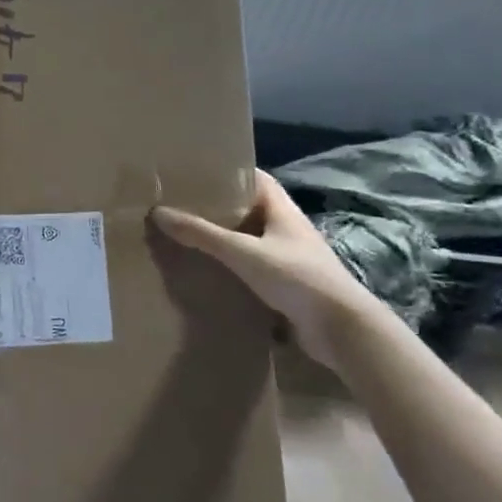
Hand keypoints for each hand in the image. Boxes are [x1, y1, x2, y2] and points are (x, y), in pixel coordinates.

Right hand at [152, 171, 376, 369]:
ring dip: (225, 238)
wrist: (343, 330)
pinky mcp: (287, 287)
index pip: (256, 179)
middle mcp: (287, 230)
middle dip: (220, 206)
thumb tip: (158, 212)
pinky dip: (232, 267)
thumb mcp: (243, 252)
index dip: (231, 171)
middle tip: (183, 203)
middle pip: (250, 209)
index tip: (199, 170)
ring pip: (251, 240)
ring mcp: (289, 259)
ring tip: (188, 235)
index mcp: (282, 211)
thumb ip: (202, 234)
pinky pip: (253, 268)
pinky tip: (210, 271)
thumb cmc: (297, 278)